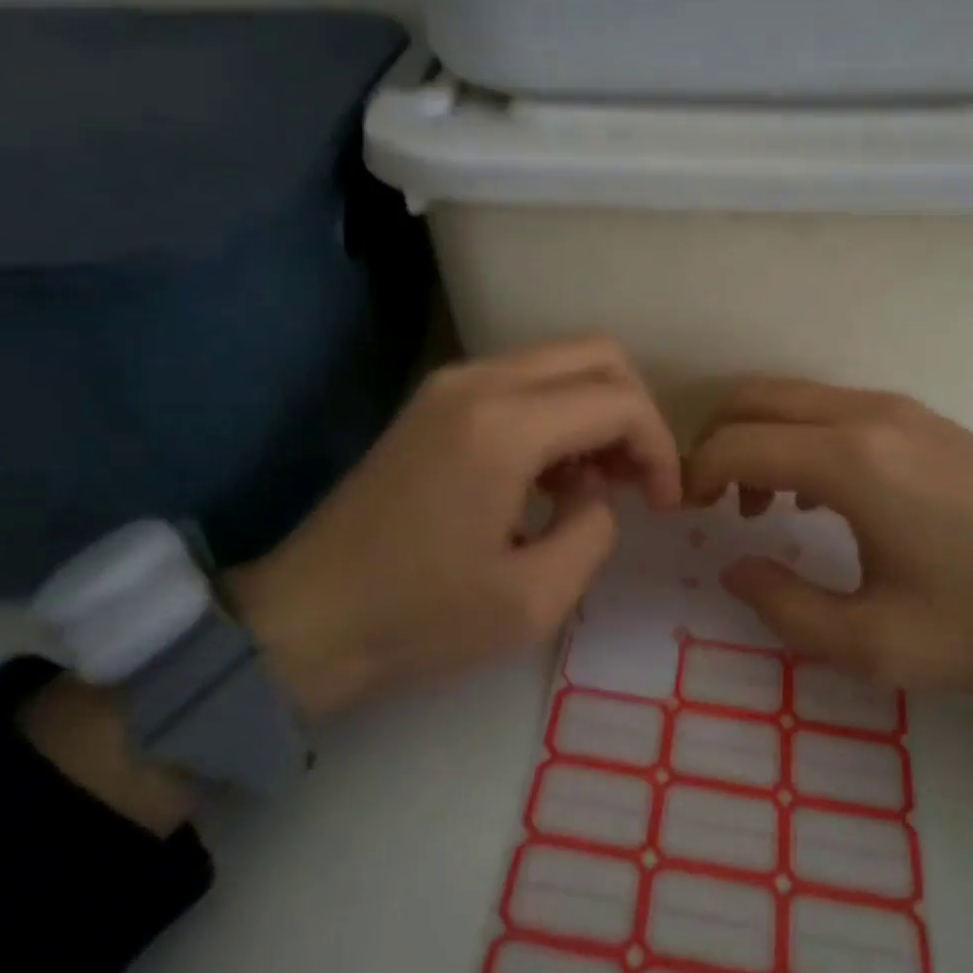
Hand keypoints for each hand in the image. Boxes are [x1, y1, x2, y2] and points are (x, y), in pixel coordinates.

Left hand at [227, 338, 682, 715]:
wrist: (308, 617)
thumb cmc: (419, 618)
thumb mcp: (534, 599)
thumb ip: (594, 531)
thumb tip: (596, 492)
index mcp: (504, 427)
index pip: (619, 400)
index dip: (660, 448)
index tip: (664, 503)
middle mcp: (479, 381)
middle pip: (597, 354)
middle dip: (635, 415)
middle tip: (635, 482)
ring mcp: (451, 383)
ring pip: (561, 361)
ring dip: (596, 410)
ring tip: (593, 484)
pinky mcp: (436, 399)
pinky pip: (523, 379)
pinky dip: (558, 412)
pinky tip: (549, 474)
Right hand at [684, 379, 972, 721]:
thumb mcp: (877, 644)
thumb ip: (786, 608)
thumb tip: (734, 568)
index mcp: (850, 460)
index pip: (736, 442)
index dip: (696, 475)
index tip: (687, 517)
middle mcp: (868, 415)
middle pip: (756, 396)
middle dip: (715, 440)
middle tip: (711, 502)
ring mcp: (902, 410)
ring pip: (795, 397)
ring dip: (759, 437)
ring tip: (762, 505)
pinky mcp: (928, 421)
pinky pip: (834, 408)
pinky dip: (799, 436)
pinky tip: (819, 494)